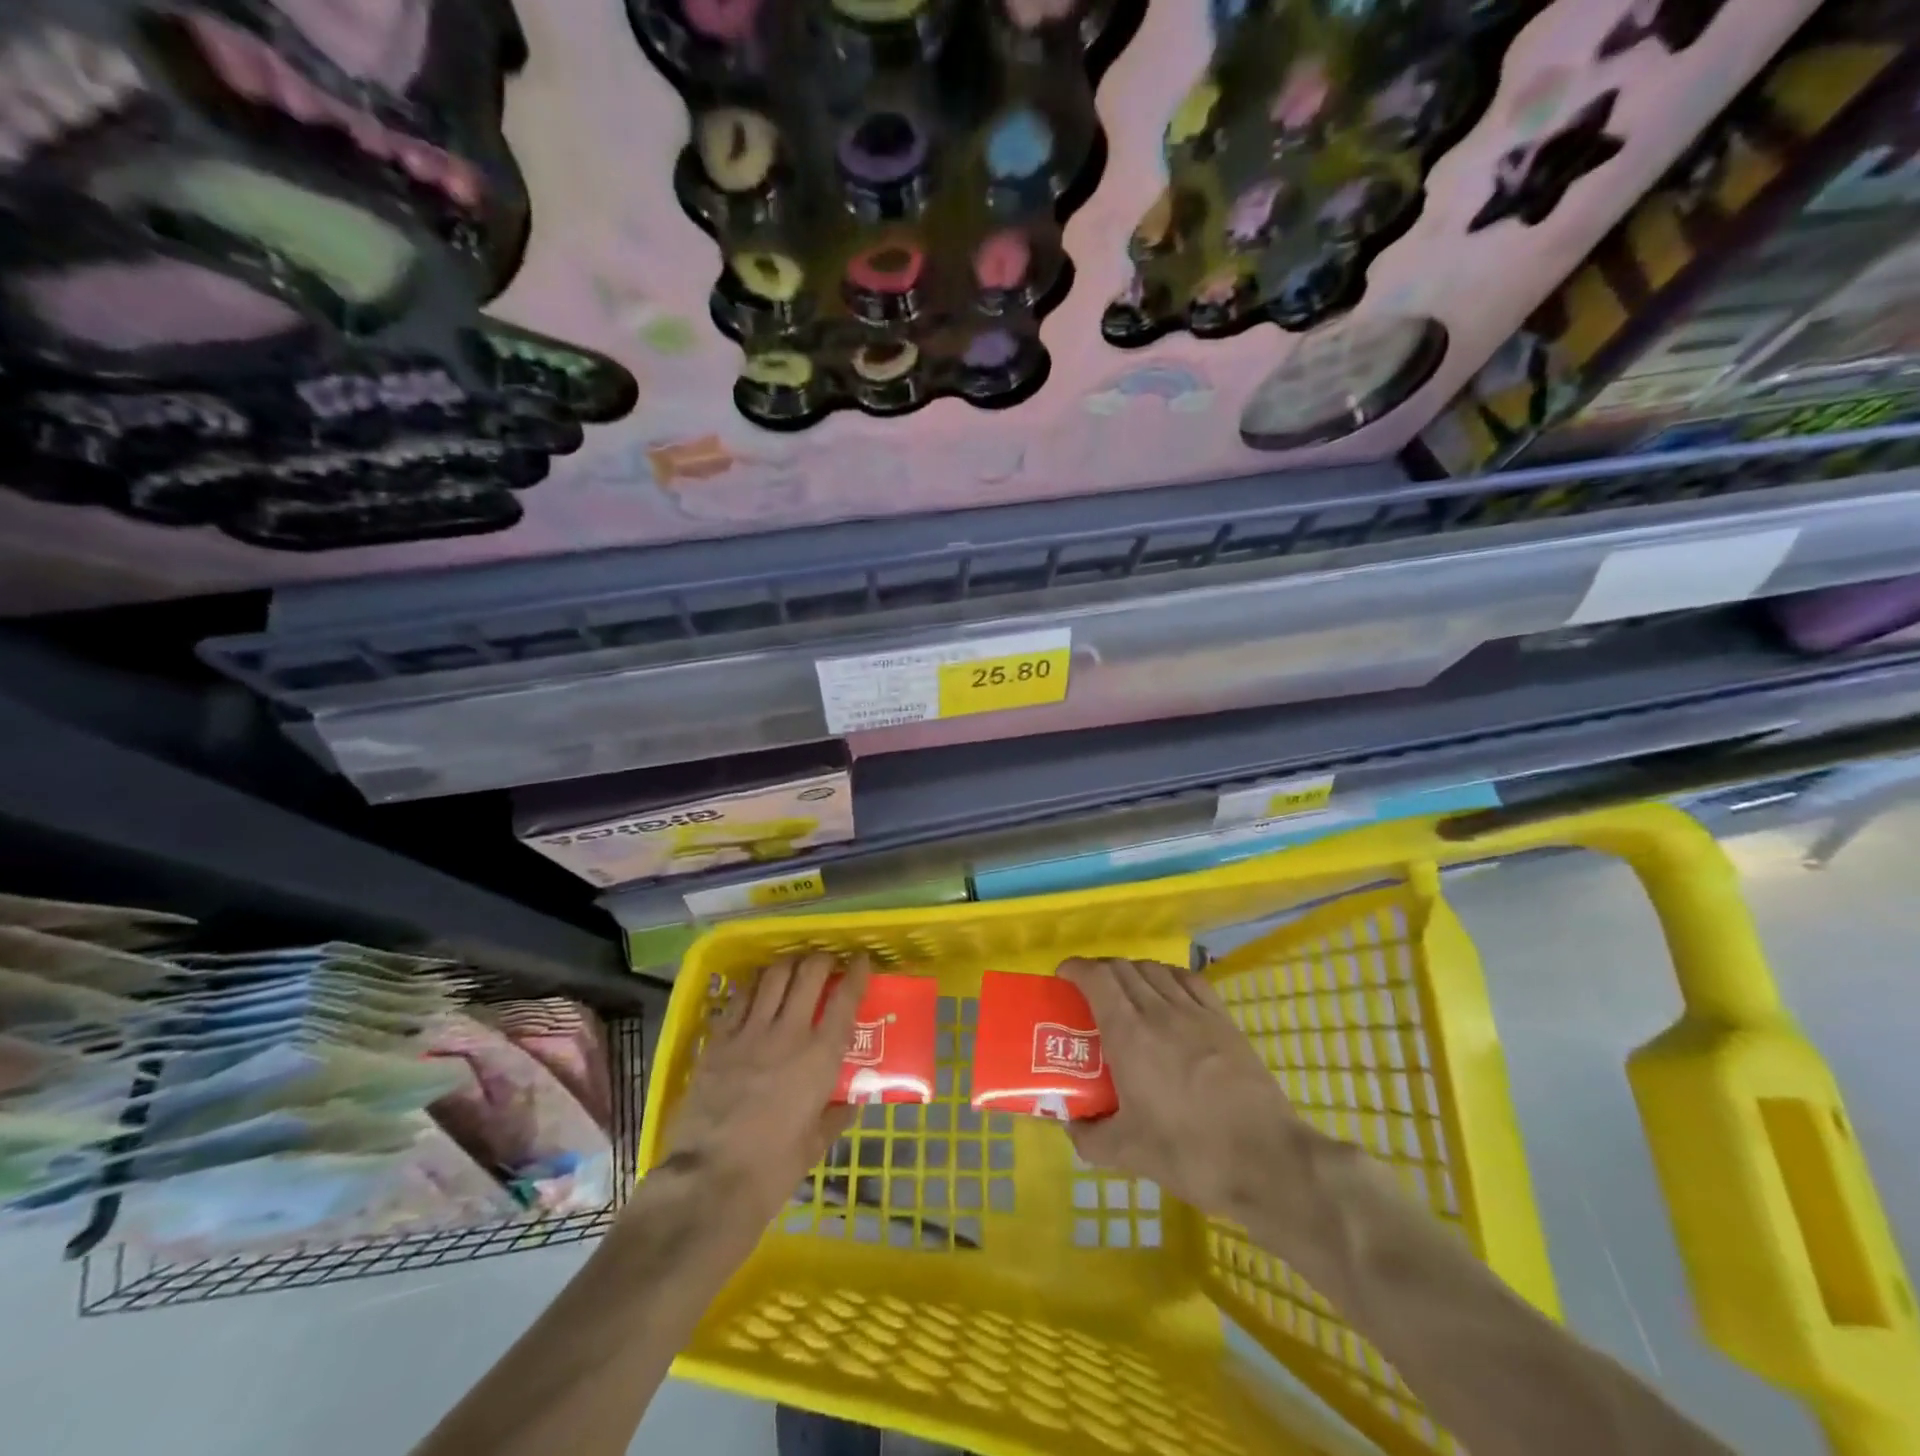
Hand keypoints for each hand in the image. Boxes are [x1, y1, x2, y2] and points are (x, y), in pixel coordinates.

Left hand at [658, 952, 869, 1226]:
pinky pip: (739, 998)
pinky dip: (754, 986)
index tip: (861, 961)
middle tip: (826, 963)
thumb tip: (852, 1099)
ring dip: (788, 965)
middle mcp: (789, 1033)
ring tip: (793, 967)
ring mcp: (750, 1033)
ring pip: (773, 976)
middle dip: (821, 959)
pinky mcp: (718, 1040)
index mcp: (821, 1057)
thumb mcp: (816, 1144)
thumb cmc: (772, 1169)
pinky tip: (757, 989)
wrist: (710, 1181)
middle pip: (809, 973)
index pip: (845, 999)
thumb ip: (836, 1114)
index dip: (857, 973)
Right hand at [1059, 957, 1298, 1216]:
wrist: (1267, 1161)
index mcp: (1129, 1034)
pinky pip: (1189, 980)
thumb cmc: (1190, 1154)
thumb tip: (1069, 1124)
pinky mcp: (1224, 1021)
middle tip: (1087, 992)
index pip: (1096, 978)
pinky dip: (1167, 976)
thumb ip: (1089, 1136)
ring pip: (1154, 970)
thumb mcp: (1128, 1153)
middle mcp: (1159, 1011)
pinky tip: (1166, 992)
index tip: (1063, 978)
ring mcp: (1195, 1012)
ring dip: (1131, 971)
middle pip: (1122, 968)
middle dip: (1098, 970)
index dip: (1075, 969)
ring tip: (1124, 992)